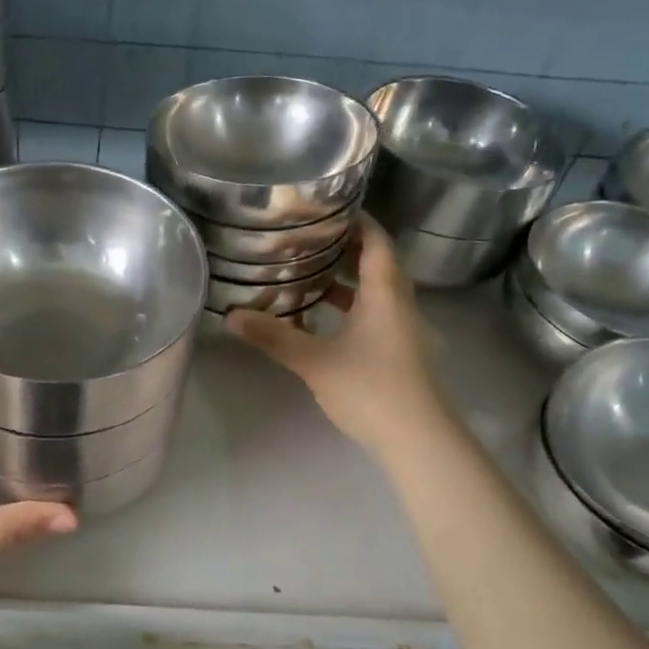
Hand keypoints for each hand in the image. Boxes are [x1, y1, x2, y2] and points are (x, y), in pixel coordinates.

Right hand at [225, 217, 452, 462]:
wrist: (417, 439)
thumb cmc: (370, 388)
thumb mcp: (315, 360)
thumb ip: (274, 336)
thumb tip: (230, 316)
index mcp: (384, 292)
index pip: (375, 240)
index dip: (354, 220)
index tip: (323, 208)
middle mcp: (398, 303)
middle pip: (375, 262)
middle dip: (342, 247)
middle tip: (304, 239)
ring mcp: (401, 329)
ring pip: (374, 290)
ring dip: (345, 279)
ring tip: (306, 272)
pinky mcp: (397, 351)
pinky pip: (373, 314)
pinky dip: (349, 307)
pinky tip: (320, 318)